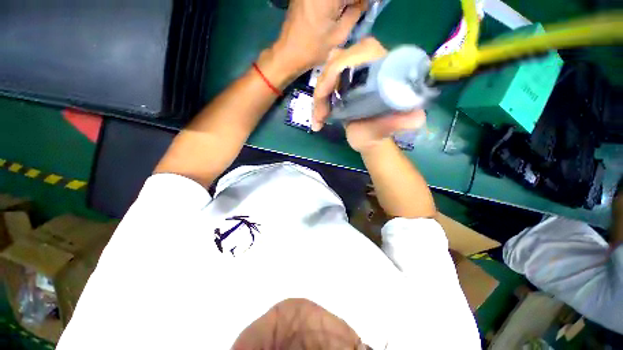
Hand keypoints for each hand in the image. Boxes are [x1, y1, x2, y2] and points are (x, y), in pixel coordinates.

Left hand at [271, 0, 366, 76]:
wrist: (289, 53)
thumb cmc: (314, 49)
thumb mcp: (339, 35)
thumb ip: (355, 13)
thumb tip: (365, 2)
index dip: (363, 1)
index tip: (369, 7)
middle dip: (353, 2)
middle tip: (360, 9)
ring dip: (344, 2)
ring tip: (352, 11)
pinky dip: (335, 3)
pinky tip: (340, 9)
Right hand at [312, 37, 426, 152]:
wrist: (368, 139)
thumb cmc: (379, 133)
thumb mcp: (388, 129)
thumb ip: (401, 123)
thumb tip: (417, 118)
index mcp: (384, 68)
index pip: (360, 51)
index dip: (338, 68)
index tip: (326, 95)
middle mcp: (368, 65)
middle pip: (337, 61)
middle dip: (324, 89)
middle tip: (321, 115)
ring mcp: (353, 73)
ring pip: (326, 74)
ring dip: (318, 99)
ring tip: (319, 121)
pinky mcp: (342, 83)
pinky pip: (323, 84)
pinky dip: (317, 102)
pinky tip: (318, 120)